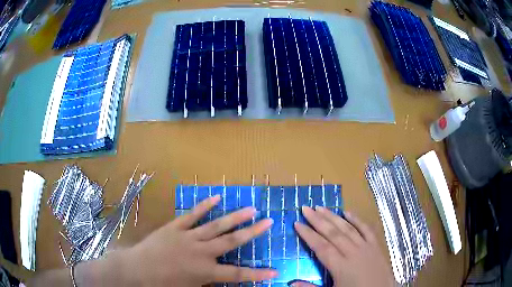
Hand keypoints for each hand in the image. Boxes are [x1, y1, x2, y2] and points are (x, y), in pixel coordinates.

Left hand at [121, 195, 276, 285]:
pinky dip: (204, 206)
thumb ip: (207, 284)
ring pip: (216, 225)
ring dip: (235, 217)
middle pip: (231, 241)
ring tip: (251, 208)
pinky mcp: (175, 227)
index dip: (258, 273)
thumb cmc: (162, 284)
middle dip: (252, 232)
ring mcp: (188, 237)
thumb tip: (220, 281)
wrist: (136, 270)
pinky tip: (216, 197)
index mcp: (205, 271)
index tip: (275, 270)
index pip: (237, 274)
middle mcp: (201, 252)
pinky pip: (192, 215)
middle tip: (268, 221)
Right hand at [293, 206, 393, 286]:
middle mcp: (353, 253)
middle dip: (318, 220)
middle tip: (306, 208)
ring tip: (321, 207)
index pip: (321, 247)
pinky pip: (366, 229)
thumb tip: (290, 282)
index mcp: (341, 266)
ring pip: (347, 228)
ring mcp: (366, 247)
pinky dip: (356, 219)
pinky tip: (348, 212)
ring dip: (333, 217)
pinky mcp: (376, 246)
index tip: (297, 223)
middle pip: (333, 233)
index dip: (308, 235)